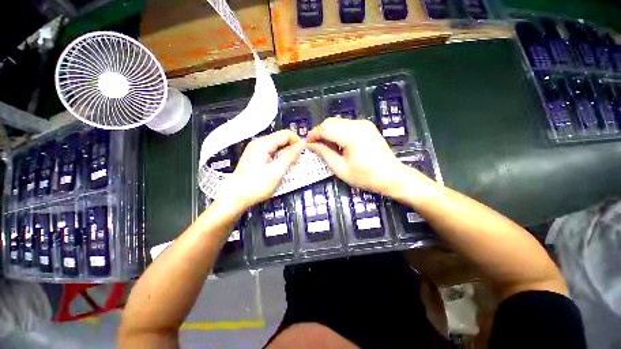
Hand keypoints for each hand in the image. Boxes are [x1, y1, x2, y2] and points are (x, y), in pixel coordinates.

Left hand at [214, 130, 303, 213]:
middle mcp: (259, 142)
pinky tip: (283, 164)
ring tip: (293, 163)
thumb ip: (289, 157)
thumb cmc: (256, 185)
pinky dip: (280, 155)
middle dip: (292, 146)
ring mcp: (256, 149)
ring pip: (277, 144)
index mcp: (263, 144)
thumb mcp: (276, 172)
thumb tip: (301, 145)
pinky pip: (272, 151)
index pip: (285, 134)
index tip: (305, 152)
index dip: (297, 141)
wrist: (236, 197)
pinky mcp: (255, 156)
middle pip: (281, 138)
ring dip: (287, 151)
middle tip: (299, 159)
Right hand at [306, 118, 405, 195]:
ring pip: (338, 122)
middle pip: (331, 122)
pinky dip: (337, 132)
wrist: (391, 176)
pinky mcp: (366, 126)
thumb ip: (324, 153)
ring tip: (325, 146)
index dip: (313, 134)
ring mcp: (363, 124)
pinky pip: (346, 125)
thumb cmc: (365, 176)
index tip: (306, 144)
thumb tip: (310, 145)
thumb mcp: (340, 168)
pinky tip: (337, 143)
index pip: (325, 128)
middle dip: (319, 132)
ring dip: (328, 132)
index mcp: (351, 135)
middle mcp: (357, 124)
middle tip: (314, 145)